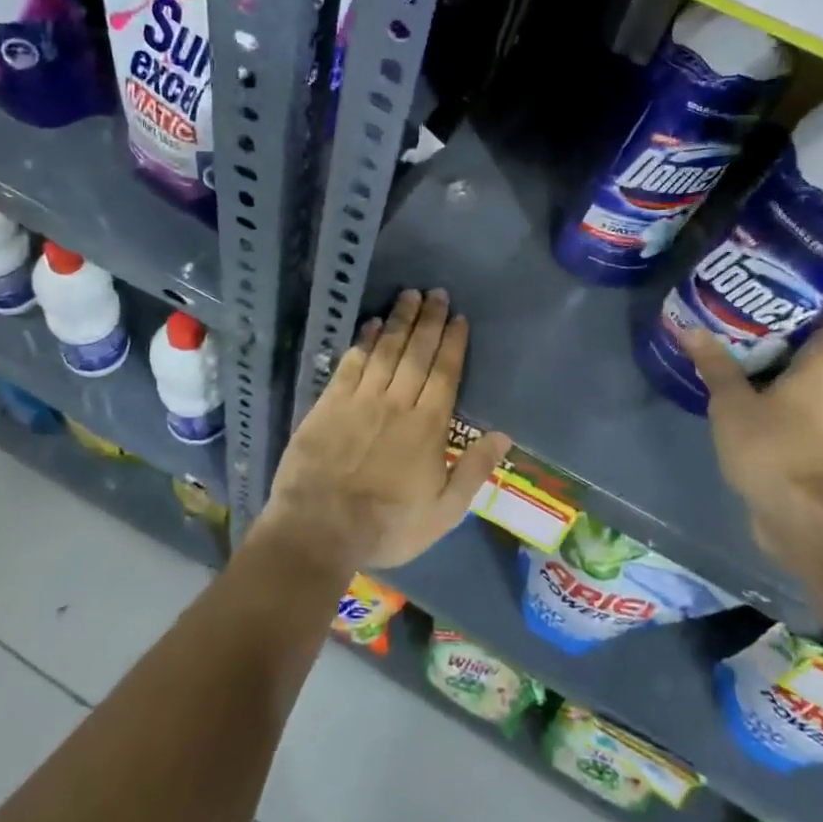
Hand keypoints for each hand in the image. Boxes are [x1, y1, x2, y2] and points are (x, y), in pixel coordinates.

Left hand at [259, 289, 512, 572]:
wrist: (319, 529)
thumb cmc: (387, 526)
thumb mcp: (443, 512)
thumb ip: (473, 470)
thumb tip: (503, 435)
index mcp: (427, 427)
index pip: (444, 374)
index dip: (452, 343)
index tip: (458, 318)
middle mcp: (396, 402)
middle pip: (416, 353)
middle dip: (429, 320)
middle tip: (436, 292)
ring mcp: (360, 399)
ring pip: (385, 350)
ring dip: (399, 320)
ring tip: (409, 294)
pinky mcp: (329, 403)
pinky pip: (351, 363)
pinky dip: (364, 340)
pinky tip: (372, 323)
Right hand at [680, 321, 822, 566]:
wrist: (804, 519)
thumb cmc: (772, 447)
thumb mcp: (731, 402)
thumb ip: (714, 364)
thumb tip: (689, 327)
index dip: (801, 308)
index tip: (766, 302)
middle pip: (820, 350)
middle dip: (787, 340)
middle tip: (745, 328)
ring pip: (816, 382)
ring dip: (787, 373)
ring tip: (745, 360)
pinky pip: (812, 408)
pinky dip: (790, 400)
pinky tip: (755, 399)